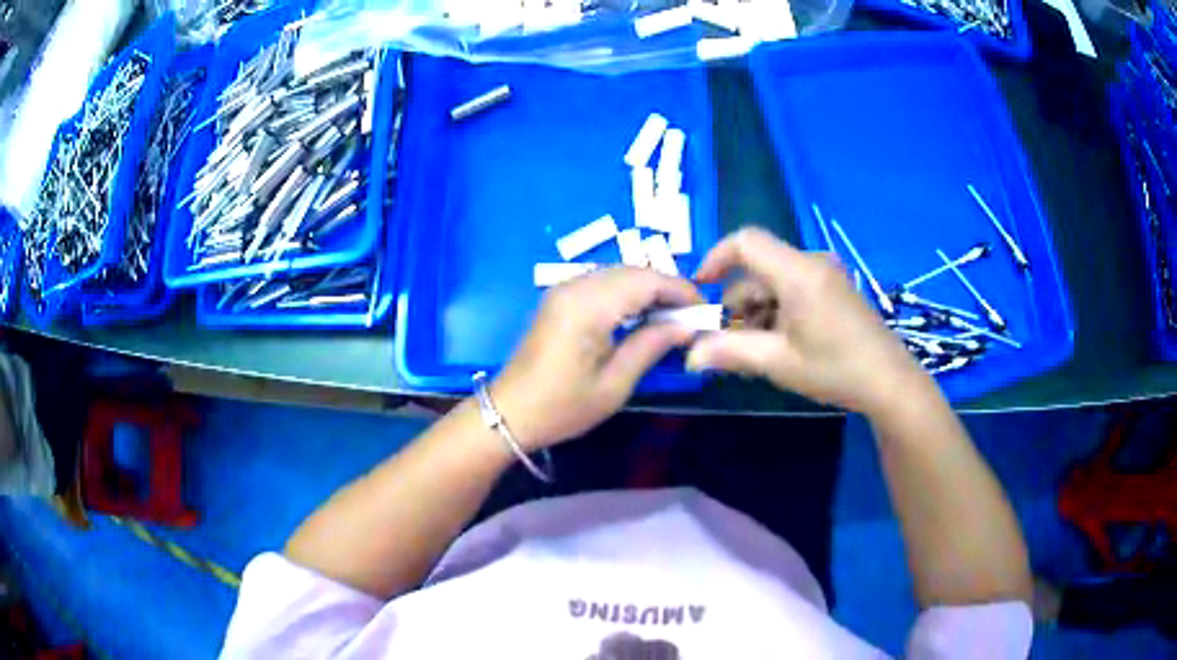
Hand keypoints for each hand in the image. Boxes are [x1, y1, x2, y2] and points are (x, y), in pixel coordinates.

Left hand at [492, 267, 702, 449]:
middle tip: (692, 318)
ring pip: (619, 273)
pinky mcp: (559, 297)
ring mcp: (564, 289)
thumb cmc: (563, 406)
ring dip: (648, 289)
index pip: (647, 280)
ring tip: (671, 318)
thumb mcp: (615, 384)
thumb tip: (688, 326)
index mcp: (589, 306)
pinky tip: (640, 316)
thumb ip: (652, 345)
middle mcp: (576, 286)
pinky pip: (602, 282)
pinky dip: (628, 292)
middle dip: (667, 288)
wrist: (510, 412)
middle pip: (634, 271)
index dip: (681, 290)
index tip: (706, 312)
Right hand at [686, 228, 927, 414]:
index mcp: (798, 272)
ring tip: (758, 352)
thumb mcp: (778, 362)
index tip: (701, 290)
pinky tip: (781, 344)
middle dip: (738, 303)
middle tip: (730, 344)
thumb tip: (690, 354)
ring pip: (775, 281)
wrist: (889, 382)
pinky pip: (794, 287)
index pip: (746, 242)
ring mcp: (827, 274)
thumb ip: (730, 352)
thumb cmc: (835, 369)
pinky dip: (778, 310)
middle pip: (759, 269)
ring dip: (758, 311)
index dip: (716, 258)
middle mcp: (812, 263)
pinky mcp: (834, 288)